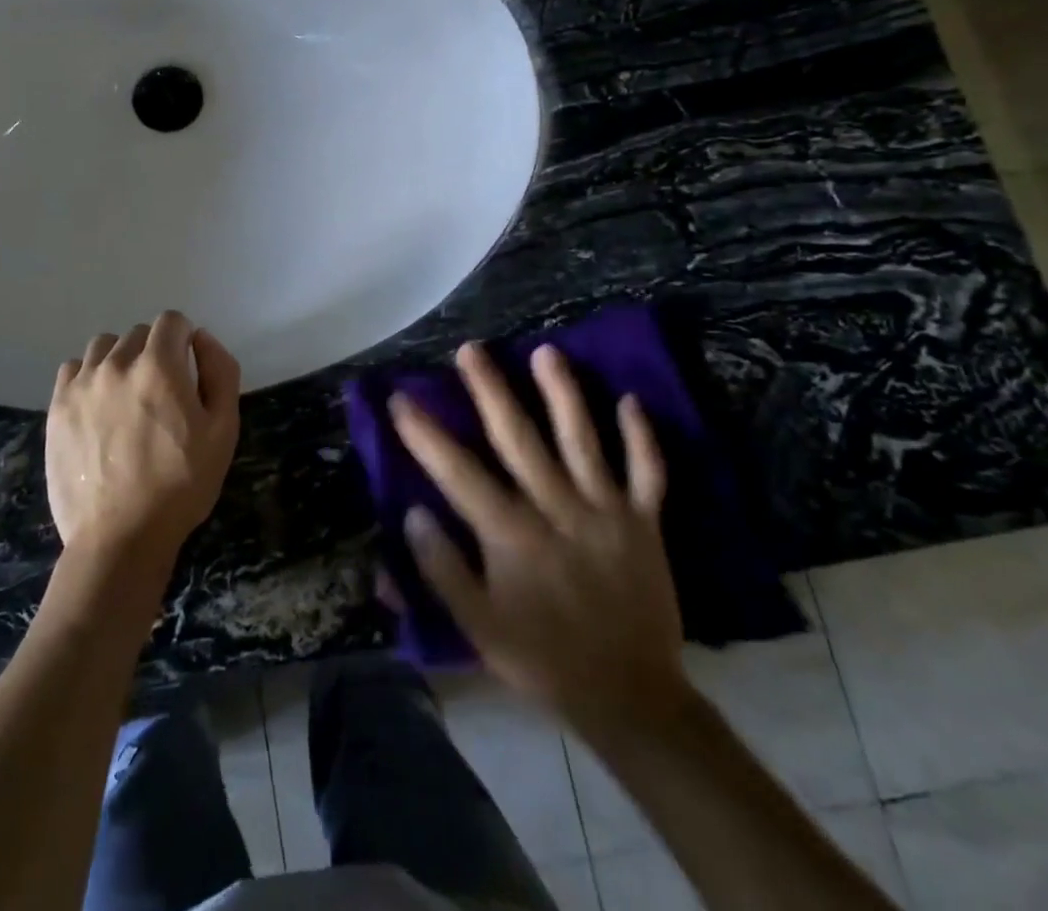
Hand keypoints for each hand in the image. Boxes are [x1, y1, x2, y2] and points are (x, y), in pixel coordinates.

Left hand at [45, 310, 241, 561]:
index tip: (187, 369)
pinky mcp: (57, 407)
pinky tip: (98, 406)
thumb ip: (220, 371)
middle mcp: (116, 364)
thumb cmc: (181, 485)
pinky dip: (89, 377)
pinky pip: (74, 368)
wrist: (120, 537)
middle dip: (155, 352)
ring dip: (120, 360)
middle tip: (161, 394)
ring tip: (127, 397)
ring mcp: (81, 384)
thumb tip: (201, 338)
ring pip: (104, 346)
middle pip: (139, 333)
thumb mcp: (224, 429)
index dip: (184, 339)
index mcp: (159, 366)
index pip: (172, 321)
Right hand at [393, 342, 686, 745]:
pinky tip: (630, 400)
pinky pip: (647, 472)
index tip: (400, 398)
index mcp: (512, 535)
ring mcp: (605, 511)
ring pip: (582, 440)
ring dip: (563, 393)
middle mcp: (557, 509)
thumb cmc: (543, 659)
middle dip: (490, 390)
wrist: (632, 698)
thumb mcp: (479, 628)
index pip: (458, 472)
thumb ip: (442, 570)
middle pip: (518, 438)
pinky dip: (642, 437)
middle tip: (471, 349)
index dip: (424, 434)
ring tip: (546, 351)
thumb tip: (412, 513)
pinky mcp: (644, 522)